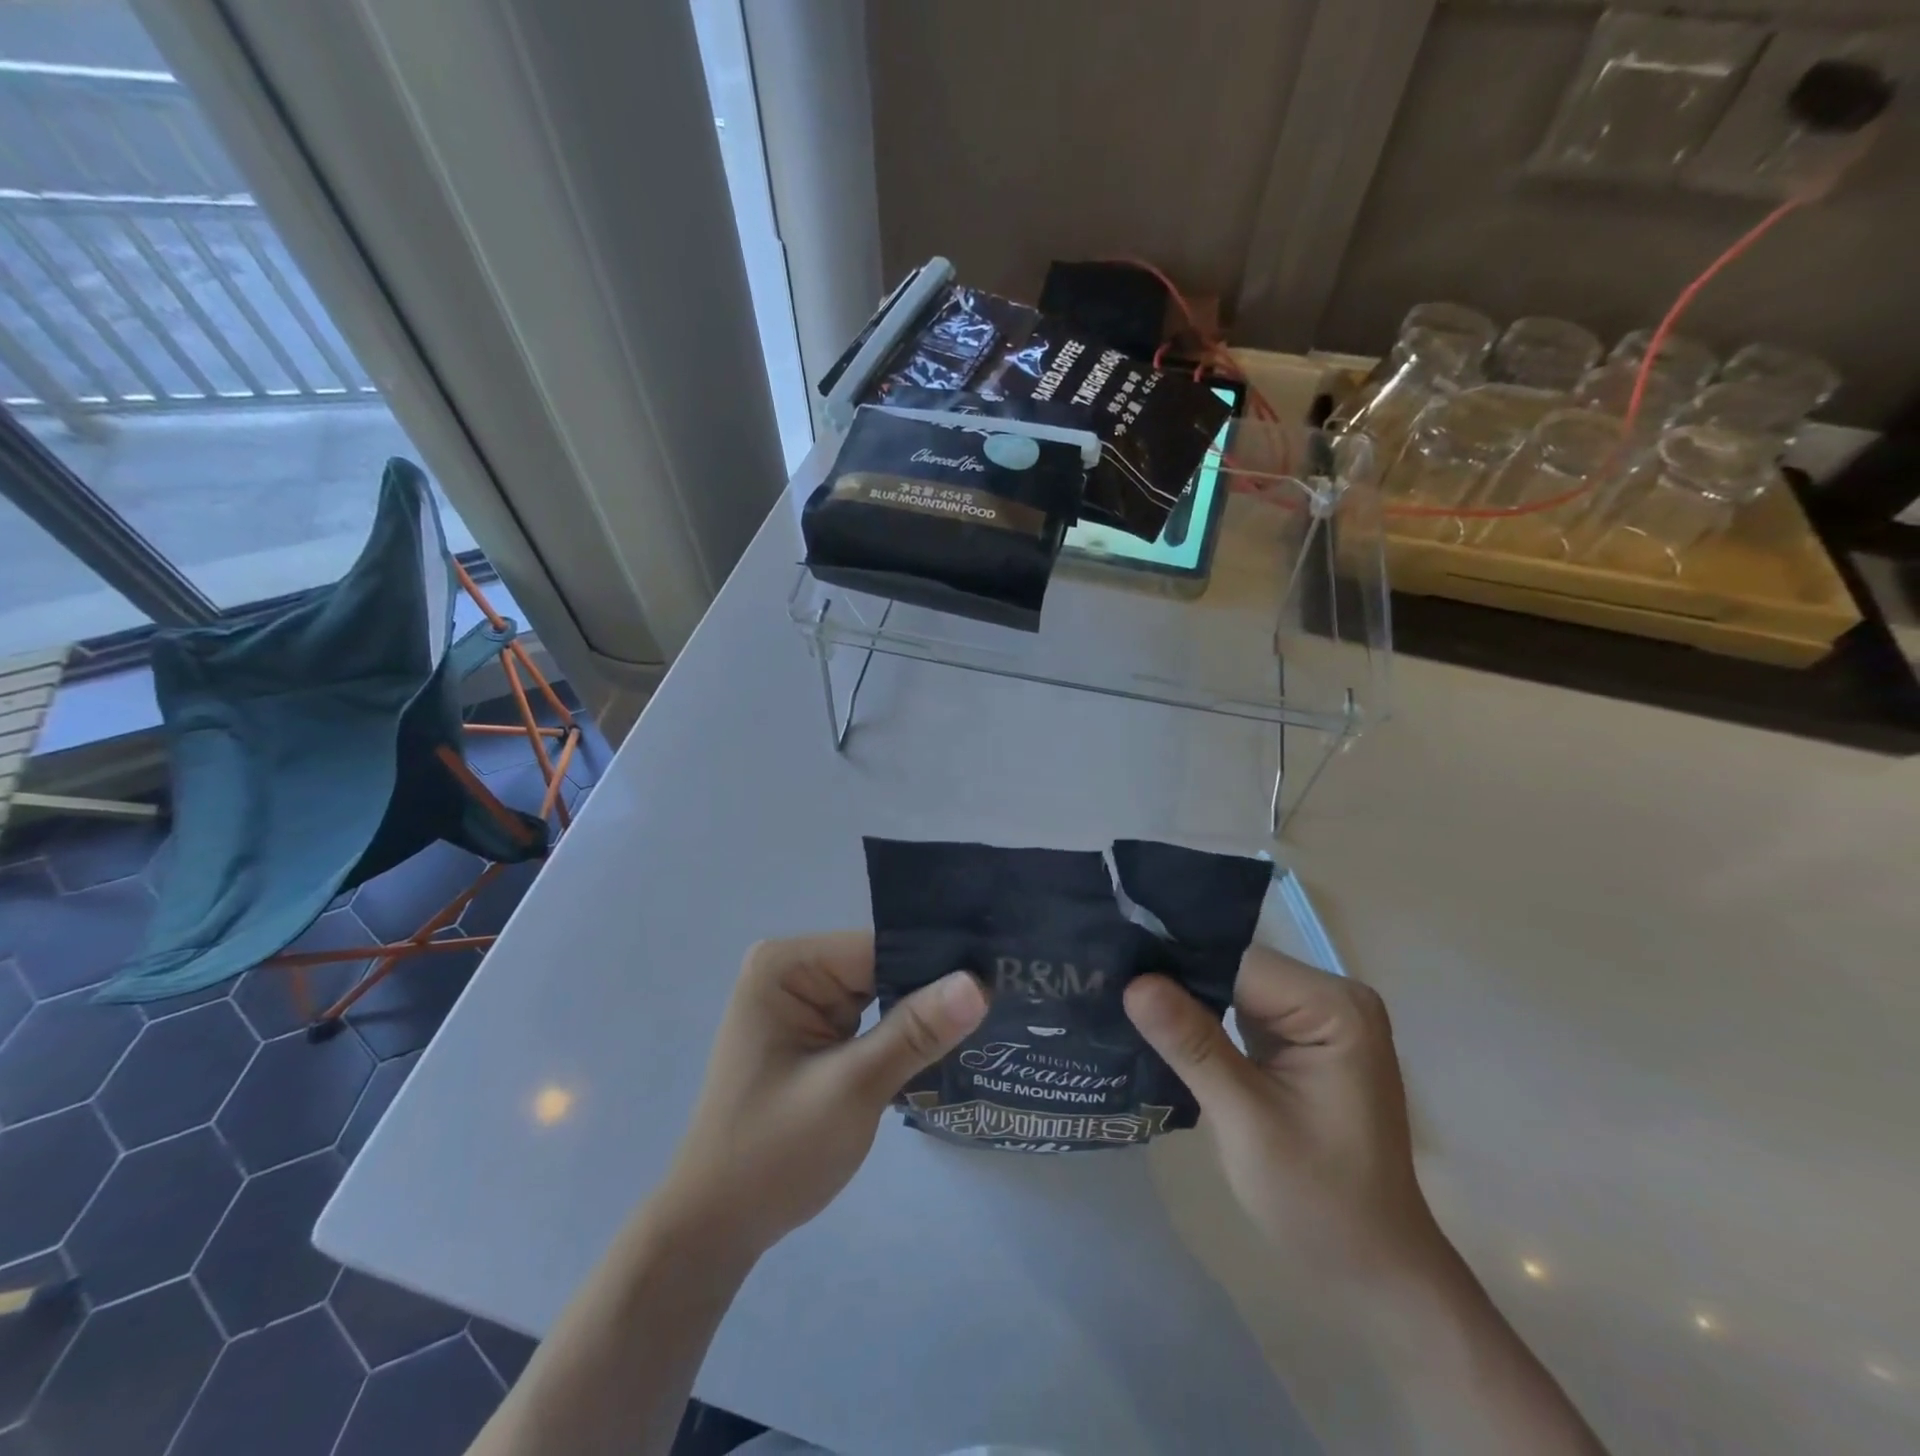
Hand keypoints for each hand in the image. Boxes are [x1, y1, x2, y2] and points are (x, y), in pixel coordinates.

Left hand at [658, 932, 987, 1259]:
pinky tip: (947, 1047)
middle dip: (933, 993)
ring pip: (883, 994)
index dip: (938, 966)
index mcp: (786, 965)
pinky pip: (872, 1019)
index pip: (880, 948)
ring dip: (921, 1018)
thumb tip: (979, 983)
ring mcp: (803, 1001)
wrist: (716, 1229)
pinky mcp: (813, 1032)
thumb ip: (914, 1032)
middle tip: (1003, 1004)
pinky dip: (902, 1038)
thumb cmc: (772, 1154)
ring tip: (989, 1023)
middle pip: (883, 967)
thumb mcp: (851, 1089)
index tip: (999, 980)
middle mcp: (793, 970)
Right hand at [1125, 946, 1439, 1277]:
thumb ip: (1192, 1045)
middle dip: (1174, 981)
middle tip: (1108, 985)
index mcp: (1334, 1006)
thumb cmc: (1320, 1202)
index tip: (1114, 970)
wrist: (1373, 1272)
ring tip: (1123, 1001)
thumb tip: (1134, 982)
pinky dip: (1201, 1020)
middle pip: (1233, 969)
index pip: (1236, 963)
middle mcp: (1330, 997)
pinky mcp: (1299, 1038)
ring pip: (1230, 987)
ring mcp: (1316, 1017)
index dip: (1174, 965)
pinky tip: (1159, 1025)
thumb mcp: (1247, 1122)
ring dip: (1184, 1000)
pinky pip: (1238, 1010)